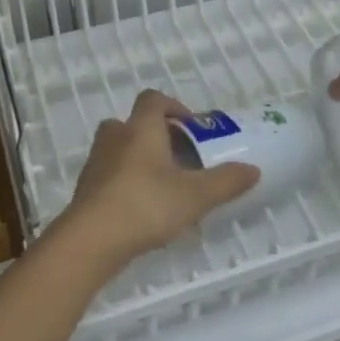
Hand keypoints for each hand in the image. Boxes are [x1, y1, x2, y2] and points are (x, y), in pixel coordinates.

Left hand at [49, 89, 259, 268]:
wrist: (90, 241)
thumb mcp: (195, 195)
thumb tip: (254, 170)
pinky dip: (125, 183)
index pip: (153, 99)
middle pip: (132, 123)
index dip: (173, 106)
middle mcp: (115, 138)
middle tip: (180, 157)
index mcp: (141, 128)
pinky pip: (109, 175)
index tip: (192, 126)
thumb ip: (226, 181)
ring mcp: (96, 164)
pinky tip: (142, 209)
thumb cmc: (145, 205)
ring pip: (119, 150)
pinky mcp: (86, 190)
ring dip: (139, 159)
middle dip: (156, 135)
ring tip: (163, 185)